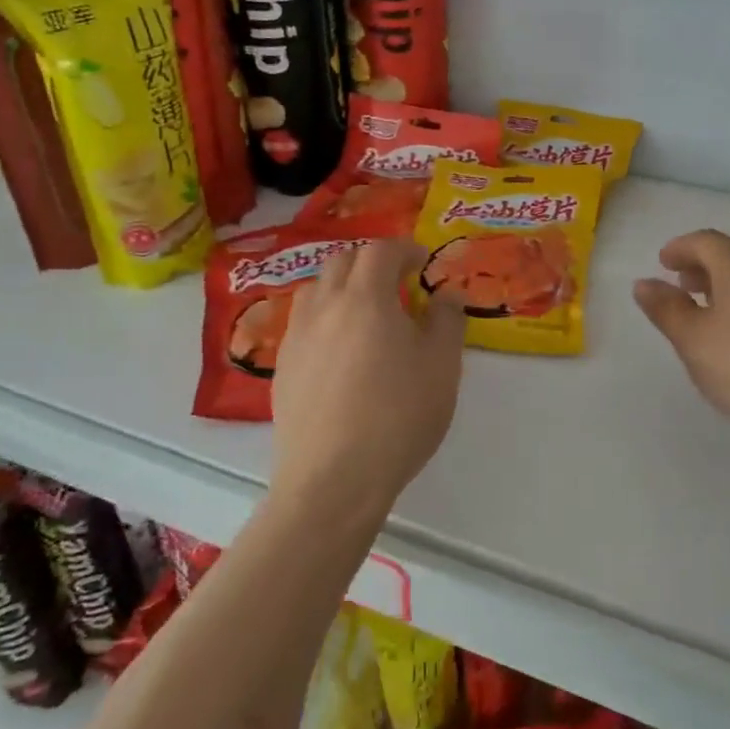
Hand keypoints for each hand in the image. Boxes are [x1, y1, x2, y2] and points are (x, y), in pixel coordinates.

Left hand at [272, 238, 466, 516]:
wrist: (334, 479)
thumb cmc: (398, 417)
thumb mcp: (442, 367)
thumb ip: (447, 320)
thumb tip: (447, 293)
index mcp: (365, 298)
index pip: (381, 251)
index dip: (404, 249)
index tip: (422, 262)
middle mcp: (324, 307)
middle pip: (342, 262)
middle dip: (371, 262)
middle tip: (396, 283)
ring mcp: (297, 336)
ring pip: (316, 290)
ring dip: (342, 287)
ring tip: (365, 312)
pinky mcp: (282, 367)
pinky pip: (303, 323)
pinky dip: (324, 318)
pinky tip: (340, 351)